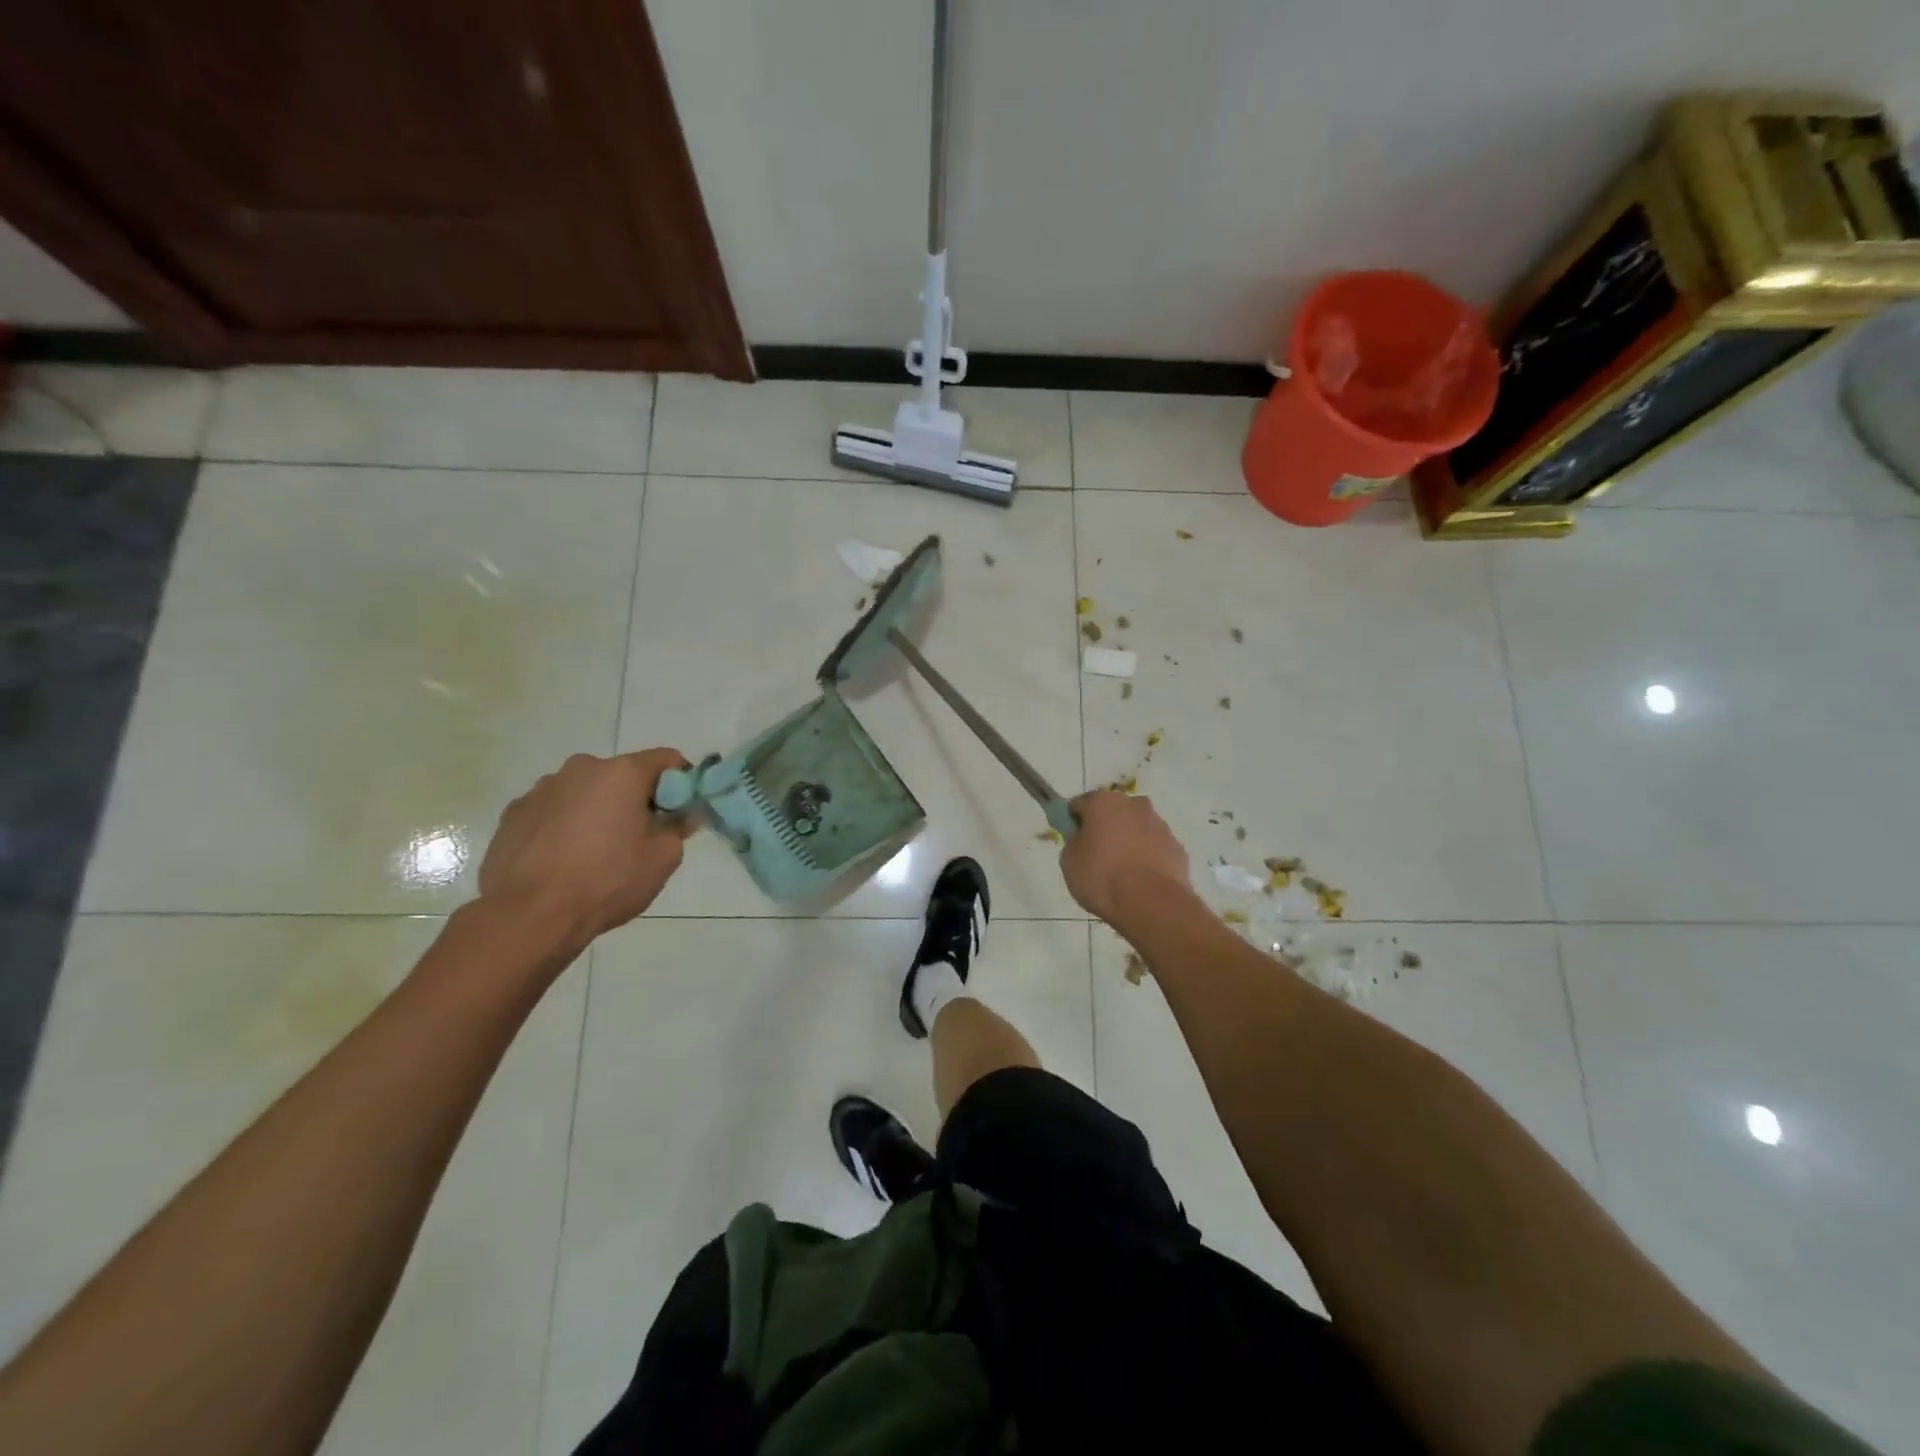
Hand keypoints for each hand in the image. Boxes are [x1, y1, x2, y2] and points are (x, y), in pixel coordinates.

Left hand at [478, 748, 692, 948]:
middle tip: (639, 837)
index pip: (666, 760)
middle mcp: (580, 769)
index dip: (681, 782)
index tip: (680, 811)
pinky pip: (552, 812)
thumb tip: (681, 816)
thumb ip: (678, 828)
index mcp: (621, 773)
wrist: (530, 915)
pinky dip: (563, 827)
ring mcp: (541, 790)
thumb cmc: (607, 880)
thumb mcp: (663, 858)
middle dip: (634, 799)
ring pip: (583, 793)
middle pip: (621, 775)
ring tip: (594, 853)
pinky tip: (562, 861)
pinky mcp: (512, 815)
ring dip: (596, 811)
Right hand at [1060, 790, 1193, 926]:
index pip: (1081, 803)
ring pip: (1137, 827)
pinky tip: (1141, 880)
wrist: (1151, 903)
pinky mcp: (1177, 847)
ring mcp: (1160, 825)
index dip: (1074, 821)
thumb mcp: (1069, 861)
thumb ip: (1075, 842)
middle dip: (1106, 826)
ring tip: (1122, 872)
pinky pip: (1155, 847)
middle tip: (1097, 854)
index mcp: (1103, 802)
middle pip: (1114, 811)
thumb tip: (1083, 839)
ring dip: (1129, 840)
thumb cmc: (1102, 877)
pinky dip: (1147, 857)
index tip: (1072, 839)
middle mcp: (1134, 805)